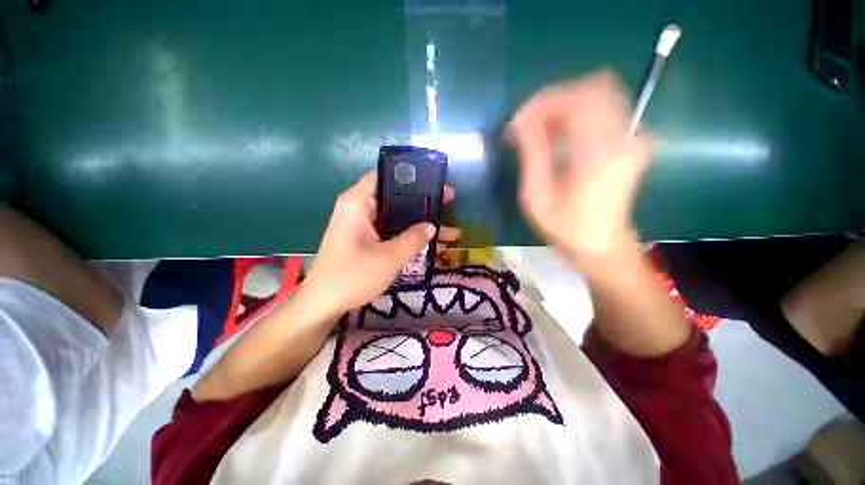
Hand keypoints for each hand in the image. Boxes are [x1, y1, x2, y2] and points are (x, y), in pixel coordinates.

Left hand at [302, 171, 459, 315]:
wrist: (323, 305)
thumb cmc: (352, 277)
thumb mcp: (389, 258)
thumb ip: (413, 239)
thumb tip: (431, 226)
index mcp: (358, 202)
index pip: (385, 175)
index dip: (411, 175)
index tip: (435, 181)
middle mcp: (360, 209)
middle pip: (395, 197)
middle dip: (423, 202)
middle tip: (448, 201)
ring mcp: (364, 225)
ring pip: (397, 217)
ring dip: (420, 224)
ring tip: (450, 230)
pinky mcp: (367, 240)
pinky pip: (392, 232)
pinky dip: (409, 237)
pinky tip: (432, 246)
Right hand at [507, 70, 649, 273]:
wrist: (603, 246)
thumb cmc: (565, 227)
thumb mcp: (537, 196)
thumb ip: (532, 154)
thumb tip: (520, 120)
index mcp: (599, 153)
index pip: (575, 99)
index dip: (542, 102)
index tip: (517, 121)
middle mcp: (624, 137)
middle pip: (592, 87)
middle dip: (553, 100)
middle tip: (529, 123)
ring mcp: (633, 137)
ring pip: (601, 94)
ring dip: (565, 105)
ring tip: (541, 129)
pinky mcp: (631, 141)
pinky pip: (605, 109)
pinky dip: (578, 113)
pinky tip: (559, 134)